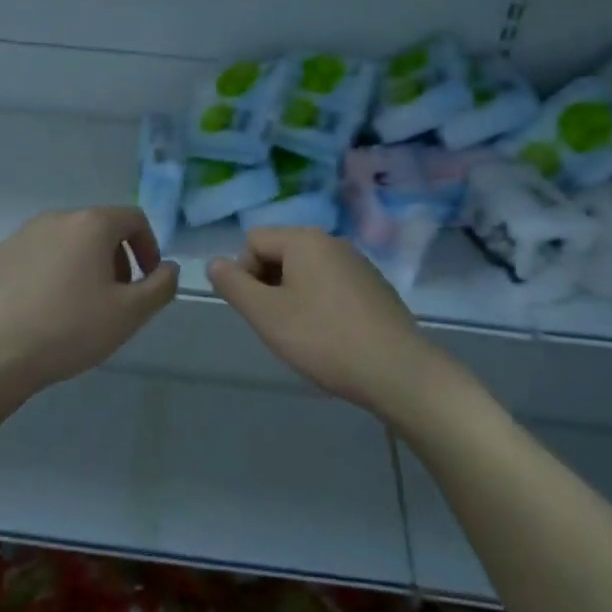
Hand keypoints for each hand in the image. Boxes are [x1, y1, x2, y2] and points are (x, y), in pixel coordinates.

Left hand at [0, 207, 179, 392]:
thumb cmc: (69, 329)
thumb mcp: (130, 314)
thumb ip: (160, 286)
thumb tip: (168, 268)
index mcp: (91, 224)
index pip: (133, 219)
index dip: (148, 247)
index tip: (146, 280)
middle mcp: (55, 218)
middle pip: (98, 228)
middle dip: (115, 258)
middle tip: (116, 298)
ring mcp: (20, 235)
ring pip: (65, 242)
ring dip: (82, 265)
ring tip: (78, 306)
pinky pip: (35, 257)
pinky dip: (49, 274)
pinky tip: (42, 310)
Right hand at [208, 228, 430, 406]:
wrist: (397, 370)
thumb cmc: (323, 339)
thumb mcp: (266, 314)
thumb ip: (233, 285)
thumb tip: (214, 263)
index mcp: (304, 240)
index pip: (253, 241)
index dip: (243, 273)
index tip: (256, 310)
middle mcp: (332, 242)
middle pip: (280, 252)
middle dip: (268, 284)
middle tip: (276, 324)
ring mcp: (358, 263)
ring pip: (306, 271)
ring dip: (293, 296)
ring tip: (303, 334)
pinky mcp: (374, 287)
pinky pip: (331, 284)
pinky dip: (320, 303)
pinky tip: (330, 336)